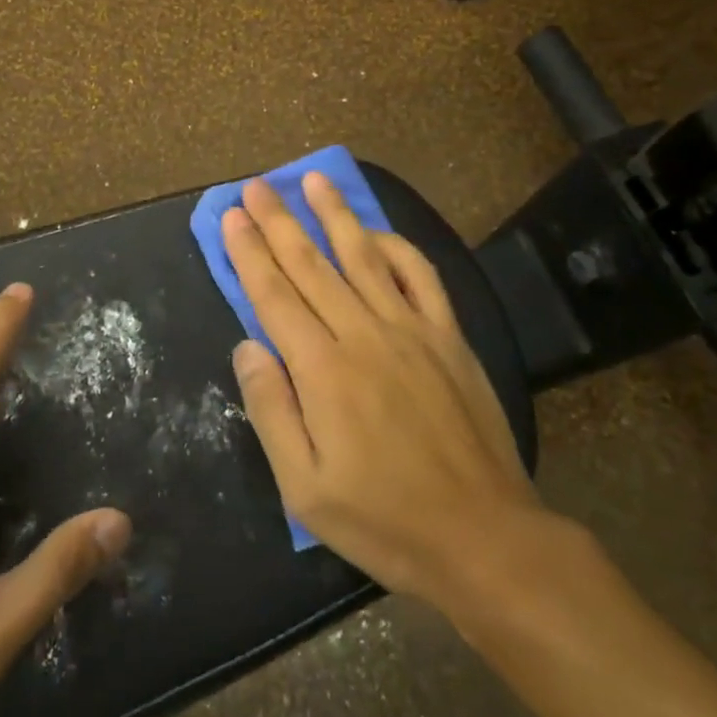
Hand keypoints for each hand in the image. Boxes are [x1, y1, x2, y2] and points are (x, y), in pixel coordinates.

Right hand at [224, 174, 543, 603]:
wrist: (484, 537)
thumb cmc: (385, 520)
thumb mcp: (305, 487)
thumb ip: (271, 410)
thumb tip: (247, 345)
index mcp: (323, 370)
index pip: (274, 295)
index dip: (249, 252)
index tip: (232, 216)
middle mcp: (363, 334)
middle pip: (311, 265)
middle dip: (279, 222)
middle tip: (256, 186)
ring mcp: (411, 330)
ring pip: (363, 257)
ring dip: (335, 215)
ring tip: (314, 179)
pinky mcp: (448, 336)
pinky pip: (421, 276)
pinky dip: (397, 247)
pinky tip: (377, 231)